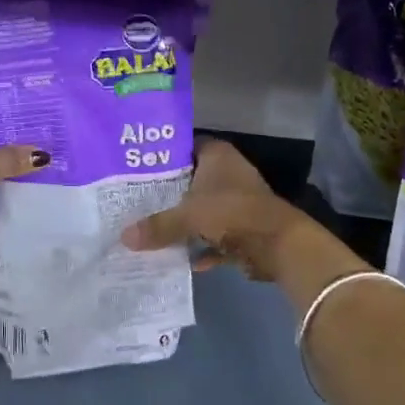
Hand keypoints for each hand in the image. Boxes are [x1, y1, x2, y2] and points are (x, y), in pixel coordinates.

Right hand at [121, 138, 327, 283]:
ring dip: (185, 221)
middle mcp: (228, 172)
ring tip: (151, 228)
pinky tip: (183, 259)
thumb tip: (124, 237)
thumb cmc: (232, 213)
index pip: (184, 146)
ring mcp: (238, 201)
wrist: (279, 245)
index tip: (136, 167)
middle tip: (135, 200)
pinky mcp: (245, 228)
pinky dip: (203, 247)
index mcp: (217, 155)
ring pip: (203, 208)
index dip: (162, 155)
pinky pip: (216, 235)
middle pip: (191, 179)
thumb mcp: (188, 217)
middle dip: (168, 192)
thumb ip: (157, 225)